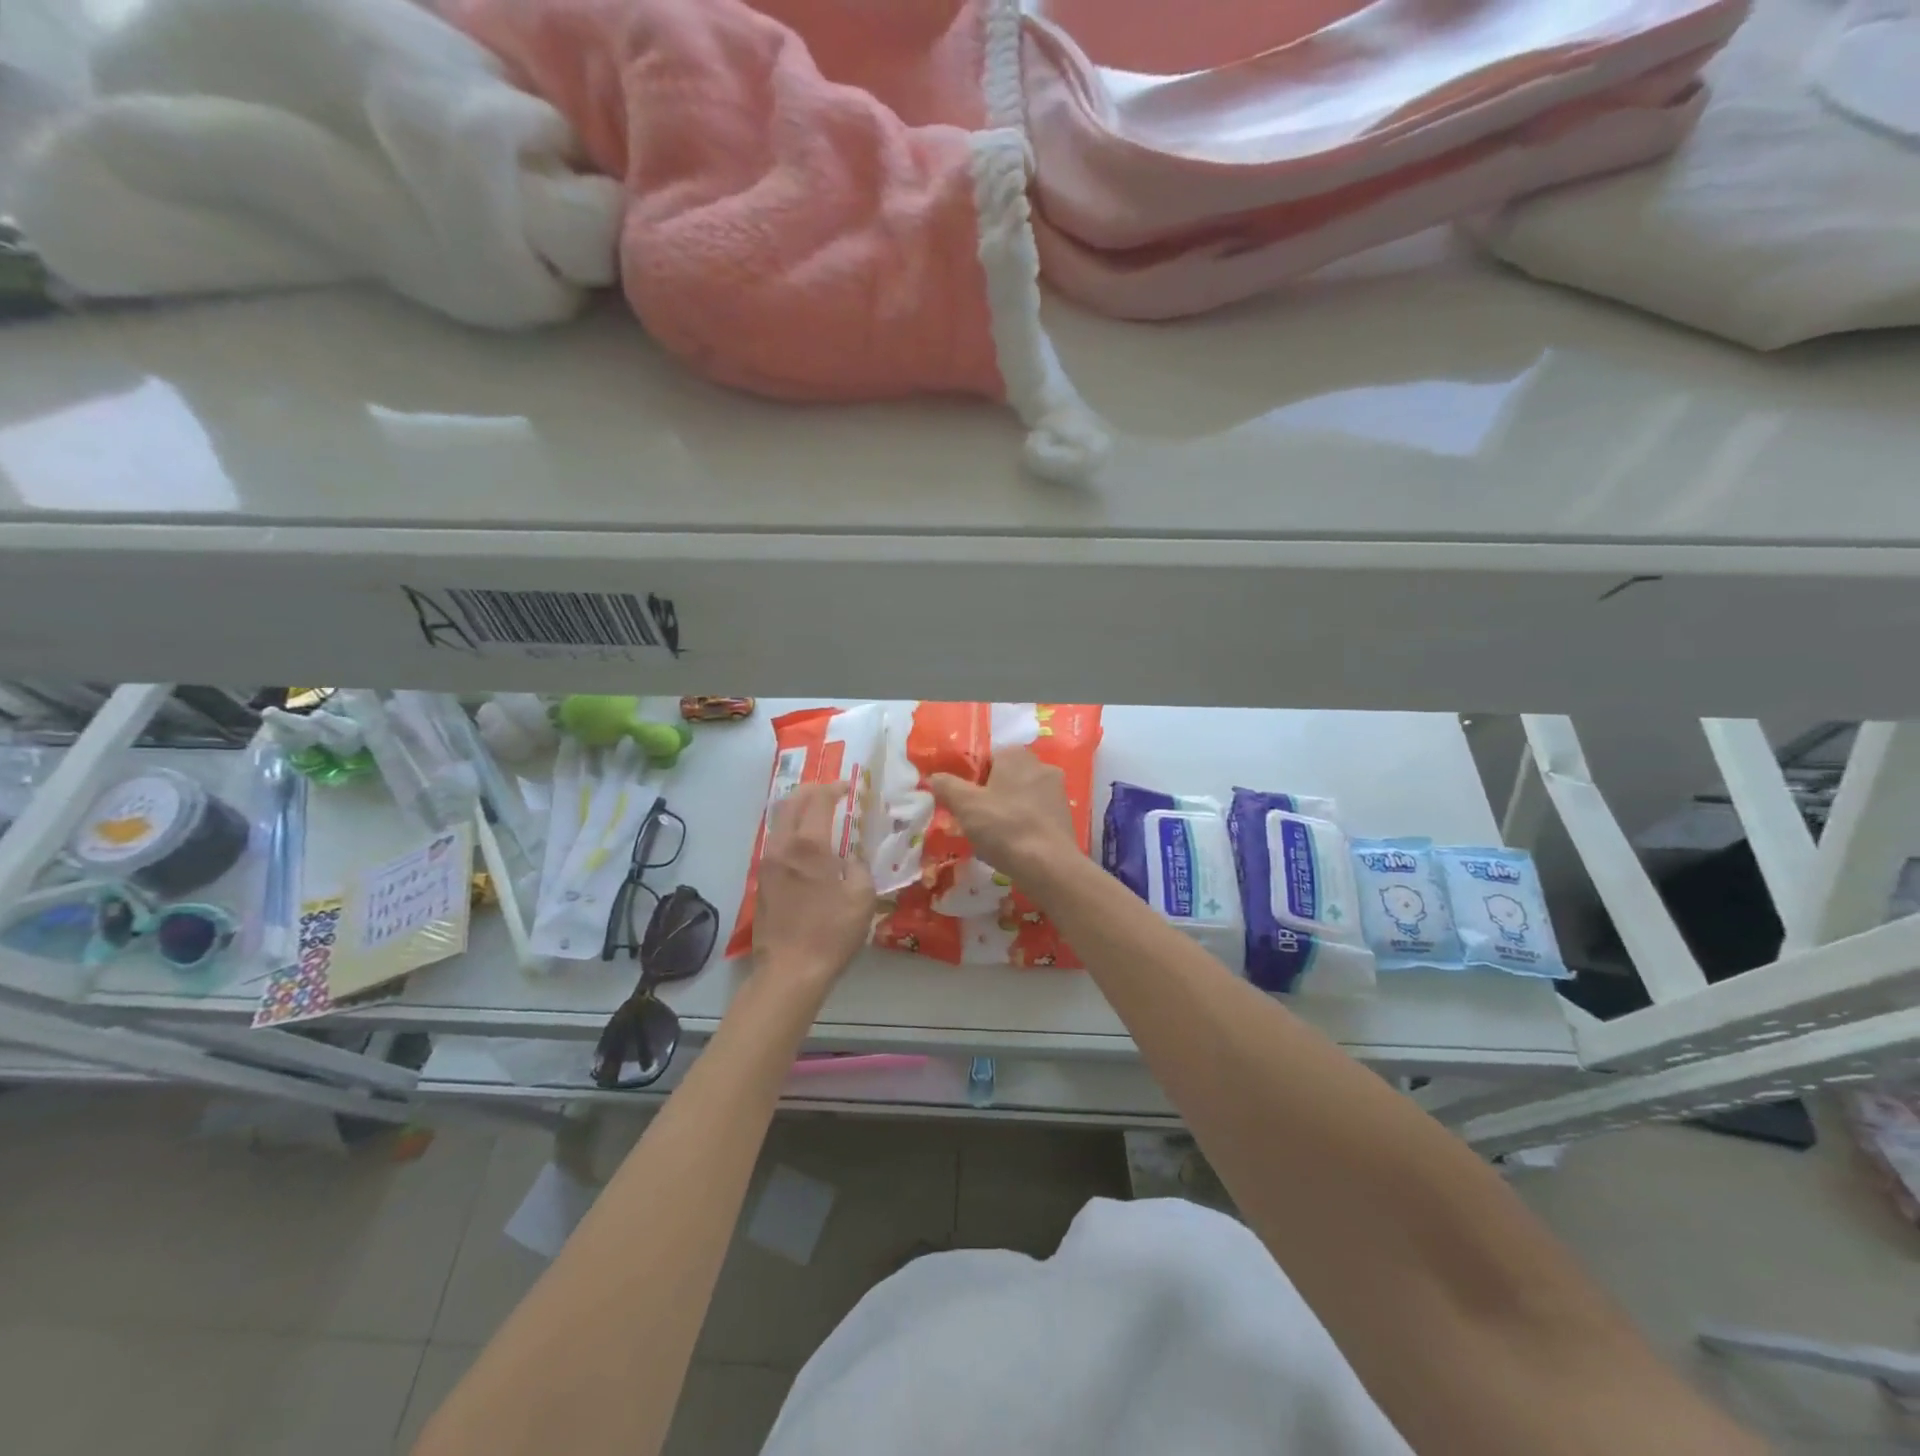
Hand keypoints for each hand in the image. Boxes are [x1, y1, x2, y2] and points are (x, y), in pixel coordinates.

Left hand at [753, 781, 875, 988]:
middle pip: (790, 802)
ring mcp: (767, 863)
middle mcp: (782, 846)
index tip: (848, 787)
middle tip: (831, 793)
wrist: (790, 971)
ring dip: (798, 809)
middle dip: (811, 791)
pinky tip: (807, 845)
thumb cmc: (831, 933)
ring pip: (779, 820)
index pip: (818, 799)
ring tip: (819, 815)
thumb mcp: (862, 897)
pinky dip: (791, 830)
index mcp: (809, 844)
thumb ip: (859, 867)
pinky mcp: (762, 880)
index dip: (834, 788)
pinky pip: (776, 841)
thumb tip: (850, 858)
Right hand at [928, 748, 1079, 883]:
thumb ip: (946, 786)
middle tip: (973, 821)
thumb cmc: (1004, 827)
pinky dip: (1022, 826)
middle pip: (1004, 778)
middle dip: (988, 797)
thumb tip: (934, 777)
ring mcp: (1057, 791)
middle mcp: (1041, 766)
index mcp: (1016, 755)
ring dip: (1005, 812)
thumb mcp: (965, 805)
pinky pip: (1034, 815)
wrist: (1048, 866)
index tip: (962, 803)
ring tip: (992, 838)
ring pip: (1020, 798)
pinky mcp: (1065, 815)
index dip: (970, 780)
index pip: (986, 758)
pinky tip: (1013, 846)